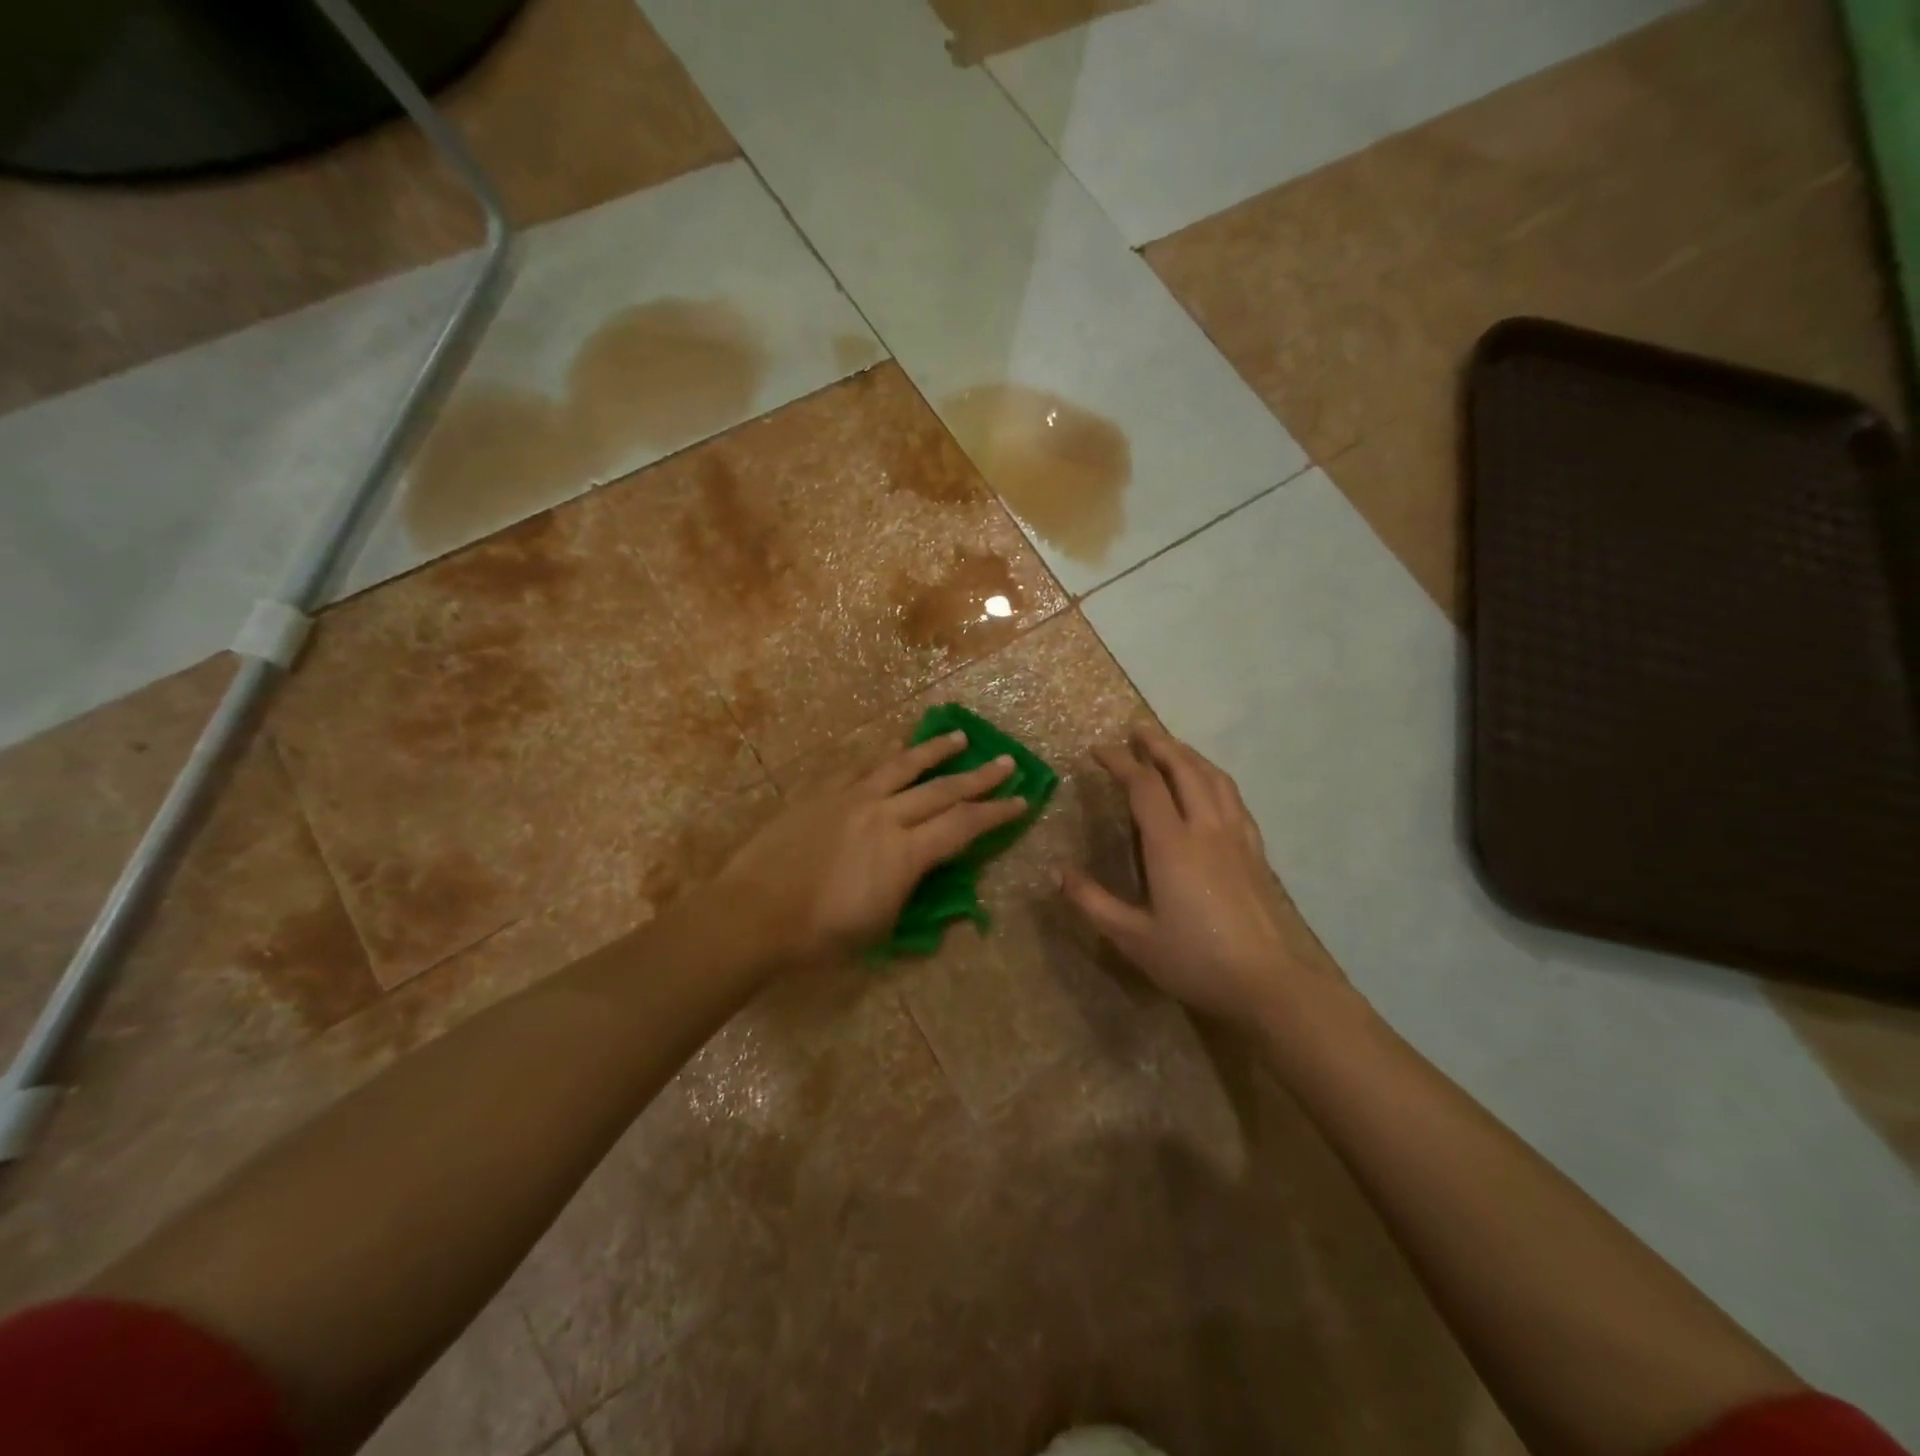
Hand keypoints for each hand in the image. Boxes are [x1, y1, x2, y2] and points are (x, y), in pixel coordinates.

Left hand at [716, 731, 1026, 964]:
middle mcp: (886, 815)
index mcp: (906, 853)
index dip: (998, 812)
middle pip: (943, 789)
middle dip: (980, 776)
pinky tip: (895, 749)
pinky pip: (862, 767)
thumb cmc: (819, 936)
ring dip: (936, 751)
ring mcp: (852, 798)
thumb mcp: (881, 928)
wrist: (753, 914)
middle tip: (1007, 762)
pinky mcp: (823, 793)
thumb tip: (934, 874)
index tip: (1023, 800)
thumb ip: (914, 894)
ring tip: (960, 737)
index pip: (965, 825)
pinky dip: (885, 757)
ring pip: (903, 766)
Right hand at [1060, 725, 1334, 1027]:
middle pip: (1183, 769)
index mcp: (1171, 844)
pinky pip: (1234, 799)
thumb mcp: (1132, 937)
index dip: (1120, 762)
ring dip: (1188, 755)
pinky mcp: (1255, 851)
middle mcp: (1205, 829)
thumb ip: (1092, 902)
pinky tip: (1211, 787)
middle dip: (1158, 744)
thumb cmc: (1194, 960)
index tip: (1098, 750)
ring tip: (1171, 747)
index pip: (1144, 786)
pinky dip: (1215, 779)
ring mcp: (1236, 837)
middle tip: (1137, 729)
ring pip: (1213, 778)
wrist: (1267, 982)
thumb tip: (1058, 873)